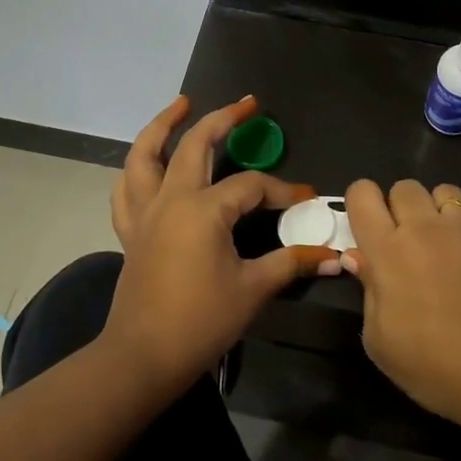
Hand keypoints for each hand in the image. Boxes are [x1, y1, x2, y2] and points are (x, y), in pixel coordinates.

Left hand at [104, 96, 339, 395]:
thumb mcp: (253, 289)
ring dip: (162, 126)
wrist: (143, 357)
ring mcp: (145, 213)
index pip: (251, 186)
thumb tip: (334, 256)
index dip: (282, 190)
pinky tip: (148, 162)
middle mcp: (171, 199)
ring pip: (145, 155)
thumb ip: (291, 263)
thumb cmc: (201, 321)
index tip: (305, 199)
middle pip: (196, 145)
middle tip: (247, 104)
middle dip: (223, 120)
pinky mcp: (130, 231)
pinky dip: (136, 168)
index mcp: (204, 209)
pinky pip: (126, 189)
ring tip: (180, 105)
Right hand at [343, 178, 460, 451]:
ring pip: (441, 190)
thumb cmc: (436, 367)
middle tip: (403, 243)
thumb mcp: (381, 343)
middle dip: (397, 208)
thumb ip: (368, 291)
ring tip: (439, 242)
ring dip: (434, 210)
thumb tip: (359, 258)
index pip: (362, 193)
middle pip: (403, 187)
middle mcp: (424, 227)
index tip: (365, 229)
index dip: (360, 204)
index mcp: (388, 250)